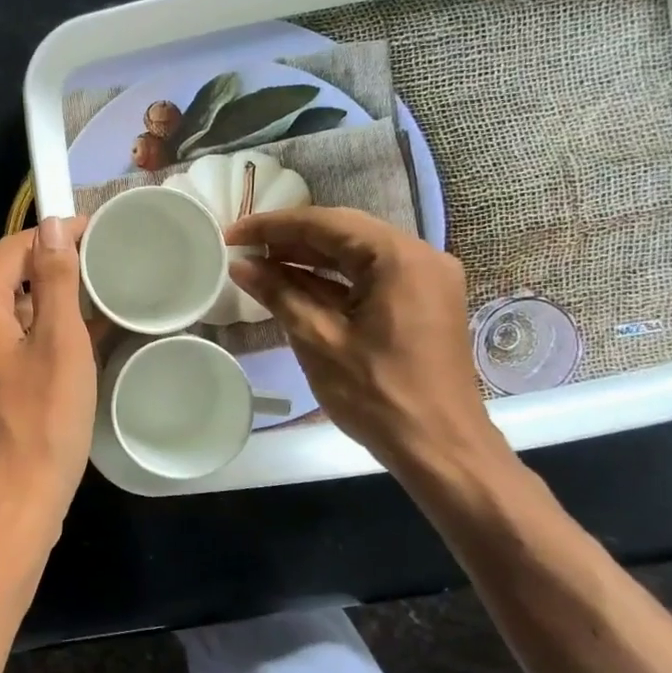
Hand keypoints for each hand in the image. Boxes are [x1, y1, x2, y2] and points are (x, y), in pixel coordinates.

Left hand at [0, 216, 94, 547]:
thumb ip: (55, 278)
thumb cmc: (42, 421)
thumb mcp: (60, 342)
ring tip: (87, 300)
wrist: (11, 505)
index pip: (11, 249)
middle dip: (45, 266)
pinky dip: (29, 333)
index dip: (53, 236)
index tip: (95, 234)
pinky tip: (65, 343)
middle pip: (0, 276)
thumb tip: (53, 225)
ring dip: (39, 301)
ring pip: (0, 311)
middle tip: (95, 266)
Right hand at [226, 207, 507, 477]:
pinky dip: (331, 280)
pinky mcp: (421, 303)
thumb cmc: (378, 394)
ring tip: (259, 263)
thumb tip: (240, 265)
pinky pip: (369, 277)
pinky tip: (293, 285)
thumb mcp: (318, 341)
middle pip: (344, 232)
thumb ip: (279, 294)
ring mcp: (424, 280)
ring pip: (356, 254)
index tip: (232, 234)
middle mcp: (419, 257)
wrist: (440, 448)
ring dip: (308, 259)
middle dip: (289, 238)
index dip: (273, 225)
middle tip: (242, 246)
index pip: (326, 224)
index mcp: (399, 258)